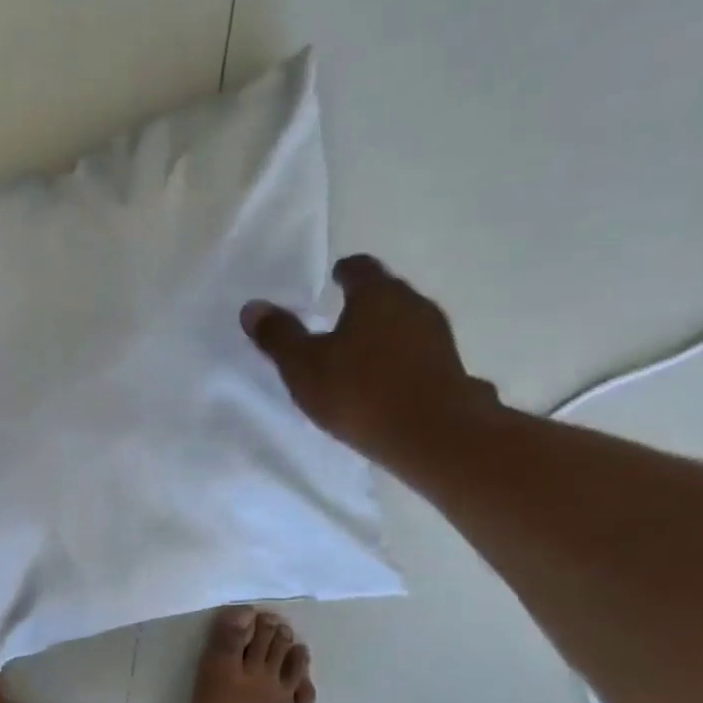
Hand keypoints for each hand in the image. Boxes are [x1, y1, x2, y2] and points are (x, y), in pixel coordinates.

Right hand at [242, 254, 500, 470]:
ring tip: (362, 354)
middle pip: (387, 293)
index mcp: (376, 294)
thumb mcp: (304, 367)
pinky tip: (388, 382)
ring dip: (386, 333)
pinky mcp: (451, 368)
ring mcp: (437, 336)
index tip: (334, 278)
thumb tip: (252, 307)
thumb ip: (279, 336)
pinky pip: (419, 354)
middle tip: (342, 318)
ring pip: (406, 323)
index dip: (345, 271)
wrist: (432, 434)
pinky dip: (402, 360)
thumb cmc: (360, 392)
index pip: (360, 268)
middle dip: (366, 302)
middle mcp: (413, 304)